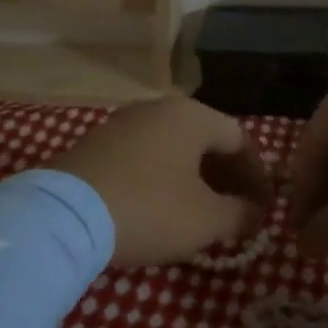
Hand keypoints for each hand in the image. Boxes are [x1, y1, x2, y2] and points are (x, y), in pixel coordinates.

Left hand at [49, 97, 271, 266]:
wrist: (64, 215)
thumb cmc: (149, 209)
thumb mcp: (206, 219)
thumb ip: (240, 213)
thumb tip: (253, 212)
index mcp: (191, 116)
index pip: (239, 140)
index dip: (257, 176)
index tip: (263, 208)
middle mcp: (158, 108)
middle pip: (205, 140)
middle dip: (226, 177)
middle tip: (236, 211)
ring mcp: (122, 123)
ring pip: (173, 148)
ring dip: (194, 179)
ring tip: (200, 213)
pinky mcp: (96, 144)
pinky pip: (144, 157)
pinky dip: (162, 179)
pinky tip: (160, 209)